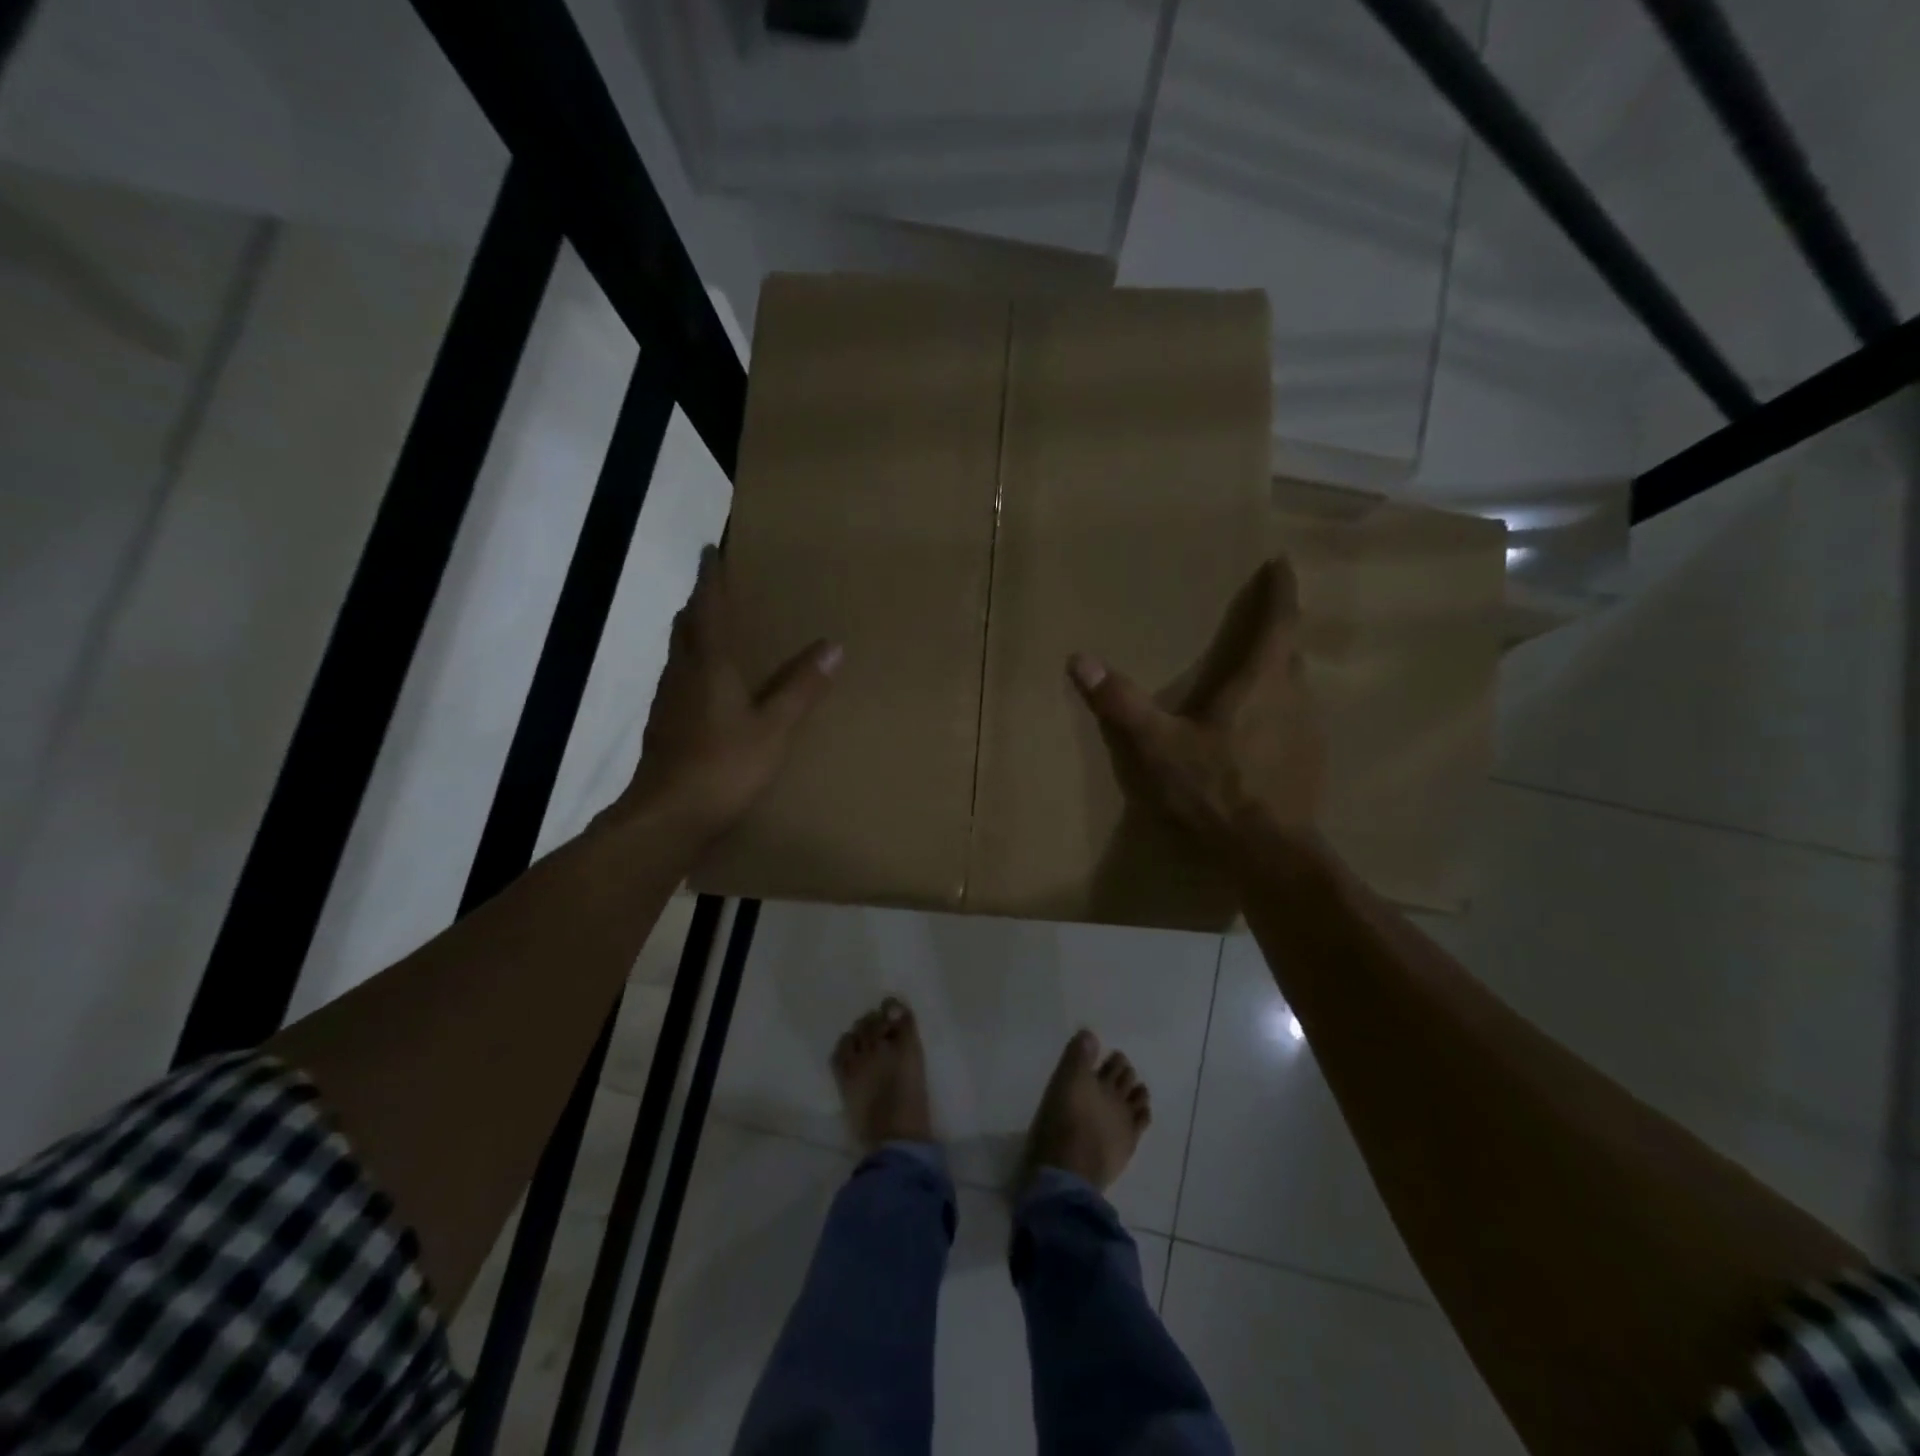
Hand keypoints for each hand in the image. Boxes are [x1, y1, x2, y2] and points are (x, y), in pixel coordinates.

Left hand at [615, 547, 840, 844]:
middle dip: (699, 604)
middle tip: (717, 590)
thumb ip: (801, 687)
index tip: (710, 550)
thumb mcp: (774, 727)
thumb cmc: (724, 765)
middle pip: (686, 626)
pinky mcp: (664, 726)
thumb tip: (833, 645)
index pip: (706, 608)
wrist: (668, 816)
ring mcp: (667, 701)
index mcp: (708, 665)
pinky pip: (679, 681)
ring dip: (694, 635)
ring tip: (715, 632)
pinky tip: (707, 687)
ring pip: (679, 654)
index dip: (709, 578)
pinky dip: (693, 668)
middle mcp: (682, 674)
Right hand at [1068, 557, 1322, 850]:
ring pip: (1293, 687)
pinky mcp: (1310, 760)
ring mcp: (1308, 731)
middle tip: (1256, 618)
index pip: (1280, 621)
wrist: (1269, 853)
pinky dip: (1277, 710)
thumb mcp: (1157, 746)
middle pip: (1289, 651)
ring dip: (1276, 673)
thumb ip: (1121, 702)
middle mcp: (1294, 696)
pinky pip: (1294, 719)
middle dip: (1276, 631)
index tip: (1281, 562)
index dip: (1281, 589)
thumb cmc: (1214, 790)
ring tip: (1251, 673)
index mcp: (1262, 681)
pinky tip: (1255, 731)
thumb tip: (1080, 659)